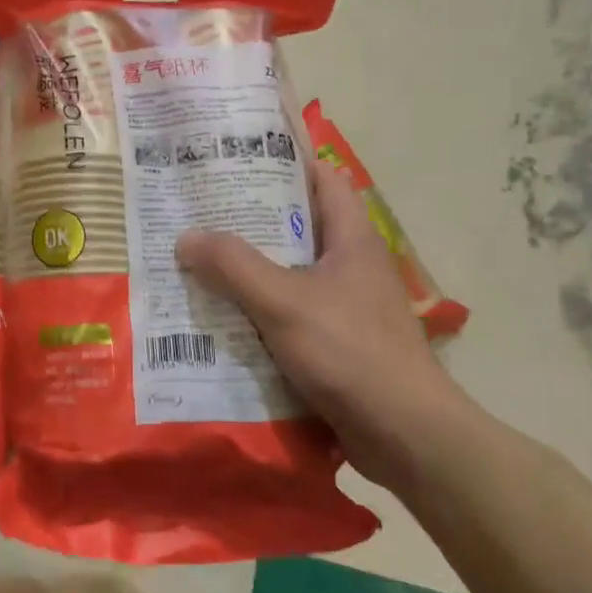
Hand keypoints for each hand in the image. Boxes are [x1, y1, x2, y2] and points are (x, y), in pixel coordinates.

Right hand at [175, 160, 473, 493]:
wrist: (405, 435)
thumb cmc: (350, 352)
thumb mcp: (284, 301)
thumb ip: (233, 266)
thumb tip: (186, 237)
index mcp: (350, 239)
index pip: (323, 179)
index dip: (286, 161)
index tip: (237, 158)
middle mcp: (350, 265)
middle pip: (298, 226)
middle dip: (251, 218)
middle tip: (200, 211)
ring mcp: (345, 306)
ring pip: (289, 273)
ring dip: (250, 269)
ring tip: (198, 260)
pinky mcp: (336, 343)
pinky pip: (289, 314)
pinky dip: (258, 311)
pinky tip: (220, 317)